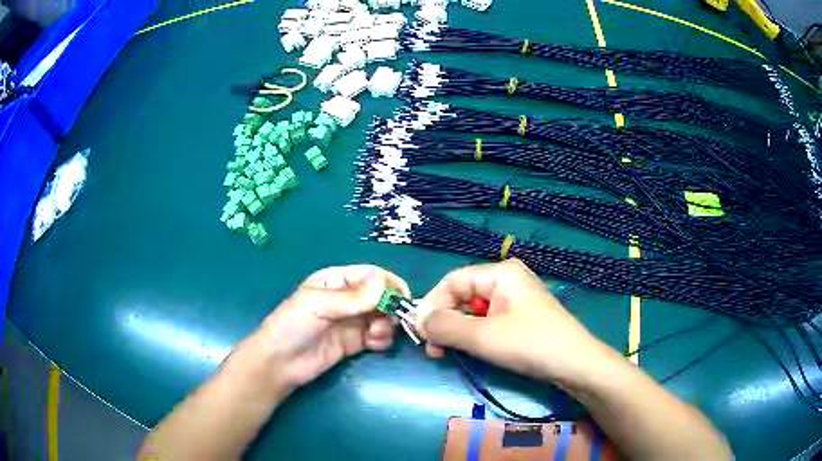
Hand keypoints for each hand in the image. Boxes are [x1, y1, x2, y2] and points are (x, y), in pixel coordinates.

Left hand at [253, 264, 409, 393]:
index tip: (402, 297)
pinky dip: (383, 339)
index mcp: (336, 281)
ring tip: (376, 335)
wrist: (280, 363)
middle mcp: (347, 299)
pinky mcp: (355, 342)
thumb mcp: (318, 306)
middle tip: (391, 320)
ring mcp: (352, 321)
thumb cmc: (292, 325)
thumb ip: (352, 297)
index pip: (370, 275)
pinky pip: (378, 336)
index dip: (388, 283)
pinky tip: (375, 344)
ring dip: (387, 324)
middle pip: (380, 296)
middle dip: (390, 307)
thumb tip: (383, 282)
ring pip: (382, 317)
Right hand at [417, 259, 611, 385]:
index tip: (420, 332)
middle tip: (432, 348)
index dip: (432, 304)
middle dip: (444, 320)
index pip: (453, 281)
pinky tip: (468, 351)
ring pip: (473, 311)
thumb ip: (445, 326)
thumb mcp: (482, 336)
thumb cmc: (530, 344)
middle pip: (462, 295)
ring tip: (446, 353)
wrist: (575, 365)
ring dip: (456, 331)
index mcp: (500, 273)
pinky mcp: (520, 319)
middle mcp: (507, 281)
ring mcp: (515, 300)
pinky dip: (473, 336)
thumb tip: (419, 321)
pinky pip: (487, 321)